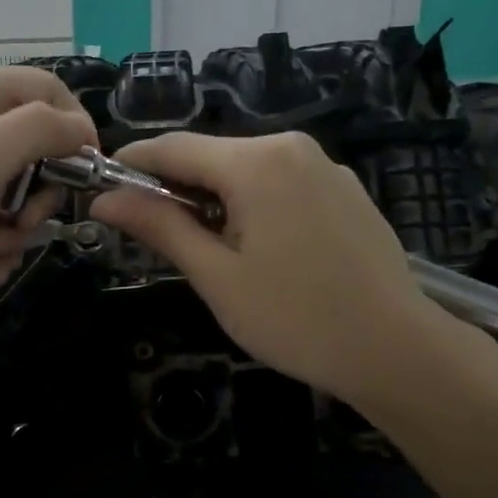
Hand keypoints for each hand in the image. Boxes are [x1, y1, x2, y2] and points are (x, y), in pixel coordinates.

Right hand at [90, 132, 466, 406]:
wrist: (395, 349)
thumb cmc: (295, 318)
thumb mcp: (216, 275)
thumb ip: (160, 226)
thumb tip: (104, 199)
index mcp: (255, 162)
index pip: (173, 147)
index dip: (132, 164)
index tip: (101, 187)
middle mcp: (291, 147)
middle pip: (211, 155)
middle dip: (174, 186)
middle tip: (150, 233)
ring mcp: (324, 166)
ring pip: (246, 169)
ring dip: (213, 196)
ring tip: (204, 247)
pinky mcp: (344, 188)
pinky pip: (280, 182)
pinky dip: (252, 202)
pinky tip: (258, 247)